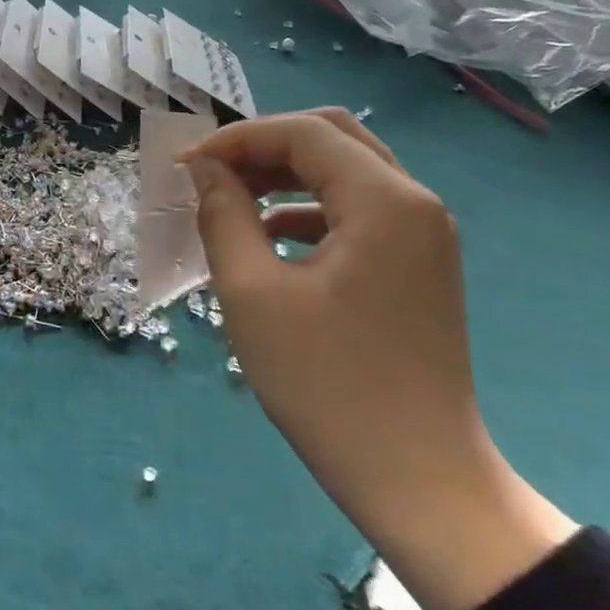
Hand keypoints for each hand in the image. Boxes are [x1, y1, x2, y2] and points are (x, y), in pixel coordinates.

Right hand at [182, 109, 574, 609]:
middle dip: (264, 147)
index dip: (237, 138)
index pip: (304, 133)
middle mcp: (415, 204)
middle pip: (333, 139)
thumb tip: (205, 171)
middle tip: (212, 173)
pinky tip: (269, 238)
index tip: (185, 166)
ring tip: (231, 200)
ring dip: (285, 176)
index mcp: (385, 202)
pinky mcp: (417, 267)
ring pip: (347, 173)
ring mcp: (423, 237)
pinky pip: (358, 213)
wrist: (415, 477)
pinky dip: (308, 210)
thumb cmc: (325, 382)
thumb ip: (224, 216)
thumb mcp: (252, 292)